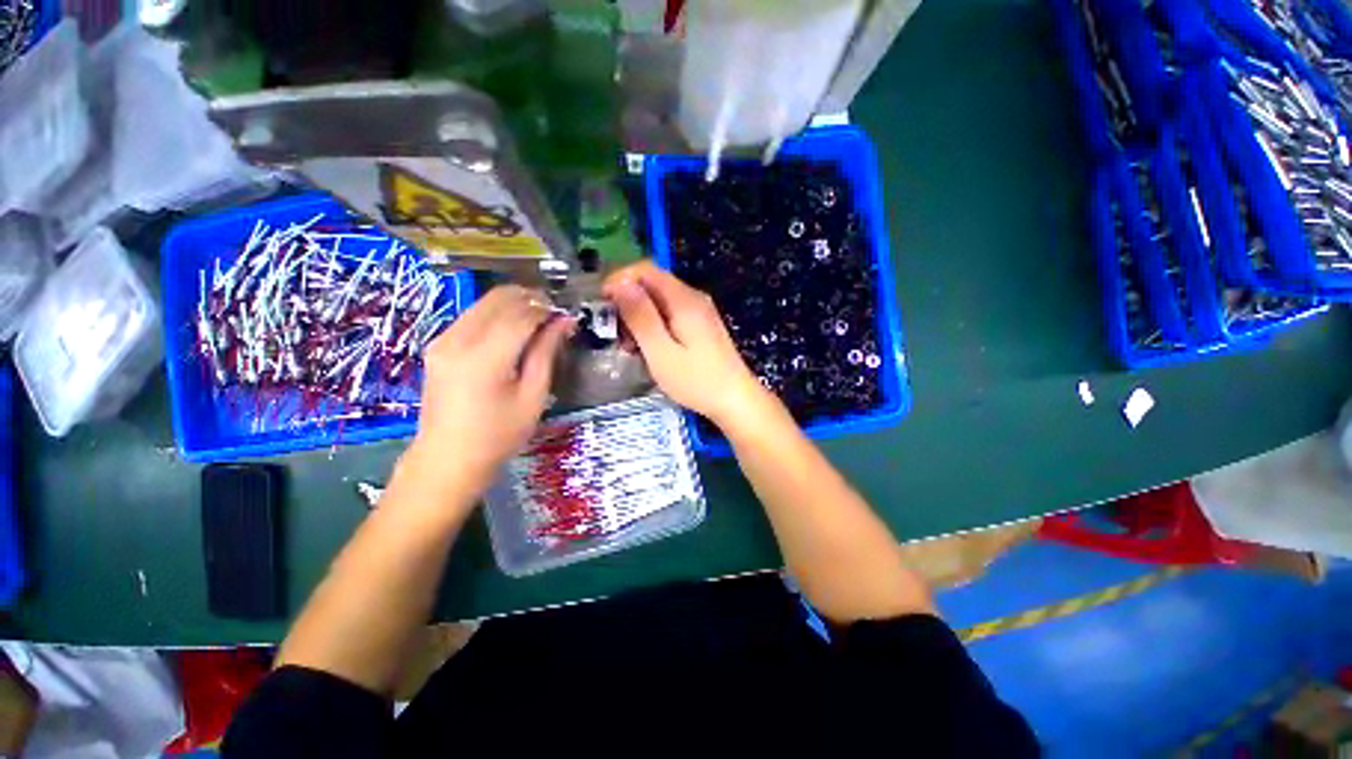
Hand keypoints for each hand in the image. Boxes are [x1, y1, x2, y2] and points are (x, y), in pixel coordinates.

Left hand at [403, 285, 572, 498]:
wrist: (447, 459)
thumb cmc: (498, 435)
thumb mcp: (533, 397)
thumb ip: (546, 353)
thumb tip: (564, 321)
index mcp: (484, 359)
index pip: (521, 315)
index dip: (547, 309)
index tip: (566, 315)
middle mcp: (458, 341)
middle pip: (498, 299)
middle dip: (531, 298)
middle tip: (554, 313)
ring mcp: (442, 340)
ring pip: (483, 302)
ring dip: (514, 304)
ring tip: (537, 321)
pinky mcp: (437, 345)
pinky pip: (472, 315)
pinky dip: (497, 314)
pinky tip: (512, 331)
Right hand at [604, 261, 766, 428]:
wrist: (735, 400)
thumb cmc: (697, 381)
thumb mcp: (661, 352)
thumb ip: (641, 317)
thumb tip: (620, 283)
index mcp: (683, 299)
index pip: (645, 269)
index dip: (619, 280)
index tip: (602, 304)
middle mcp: (693, 297)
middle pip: (652, 284)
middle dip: (627, 302)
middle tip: (614, 332)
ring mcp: (699, 311)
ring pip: (659, 300)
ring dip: (639, 316)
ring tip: (629, 346)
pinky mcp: (700, 324)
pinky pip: (670, 313)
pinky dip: (653, 325)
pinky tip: (648, 348)